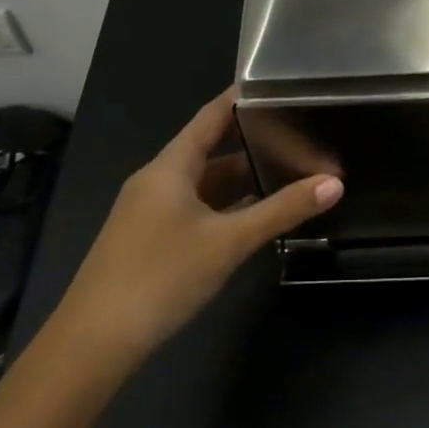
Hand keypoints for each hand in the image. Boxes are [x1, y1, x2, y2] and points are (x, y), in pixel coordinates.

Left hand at [55, 89, 341, 365]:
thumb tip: (334, 183)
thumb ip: (282, 211)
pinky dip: (224, 206)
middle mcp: (156, 181)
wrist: (94, 343)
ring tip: (286, 172)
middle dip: (250, 143)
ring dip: (239, 179)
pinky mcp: (148, 239)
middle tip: (296, 133)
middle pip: (208, 150)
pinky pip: (193, 208)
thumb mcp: (229, 242)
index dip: (238, 98)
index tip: (273, 84)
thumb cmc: (162, 276)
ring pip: (202, 184)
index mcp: (169, 167)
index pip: (209, 117)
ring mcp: (148, 212)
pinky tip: (251, 217)